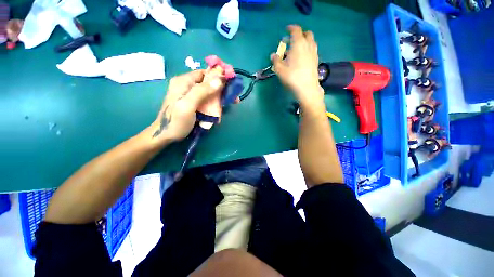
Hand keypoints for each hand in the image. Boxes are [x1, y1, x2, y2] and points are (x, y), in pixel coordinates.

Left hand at [149, 69, 224, 143]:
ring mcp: (190, 95)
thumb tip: (219, 80)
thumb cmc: (176, 121)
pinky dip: (214, 103)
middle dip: (221, 89)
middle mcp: (187, 85)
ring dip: (219, 97)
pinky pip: (206, 100)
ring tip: (229, 103)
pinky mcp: (193, 103)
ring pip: (209, 92)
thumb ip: (202, 91)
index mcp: (184, 81)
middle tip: (233, 97)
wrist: (166, 135)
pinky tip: (219, 109)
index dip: (218, 76)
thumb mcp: (188, 105)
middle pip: (208, 82)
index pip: (204, 73)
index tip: (231, 83)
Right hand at [271, 25, 323, 105]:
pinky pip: (312, 49)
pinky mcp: (316, 60)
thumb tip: (273, 55)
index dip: (291, 28)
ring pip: (311, 41)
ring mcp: (314, 52)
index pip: (296, 30)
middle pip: (307, 33)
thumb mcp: (280, 69)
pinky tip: (302, 57)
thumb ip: (276, 60)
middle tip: (292, 40)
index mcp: (299, 44)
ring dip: (304, 41)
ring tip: (297, 49)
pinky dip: (307, 49)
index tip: (286, 29)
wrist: (307, 88)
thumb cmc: (292, 77)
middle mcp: (308, 45)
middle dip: (300, 34)